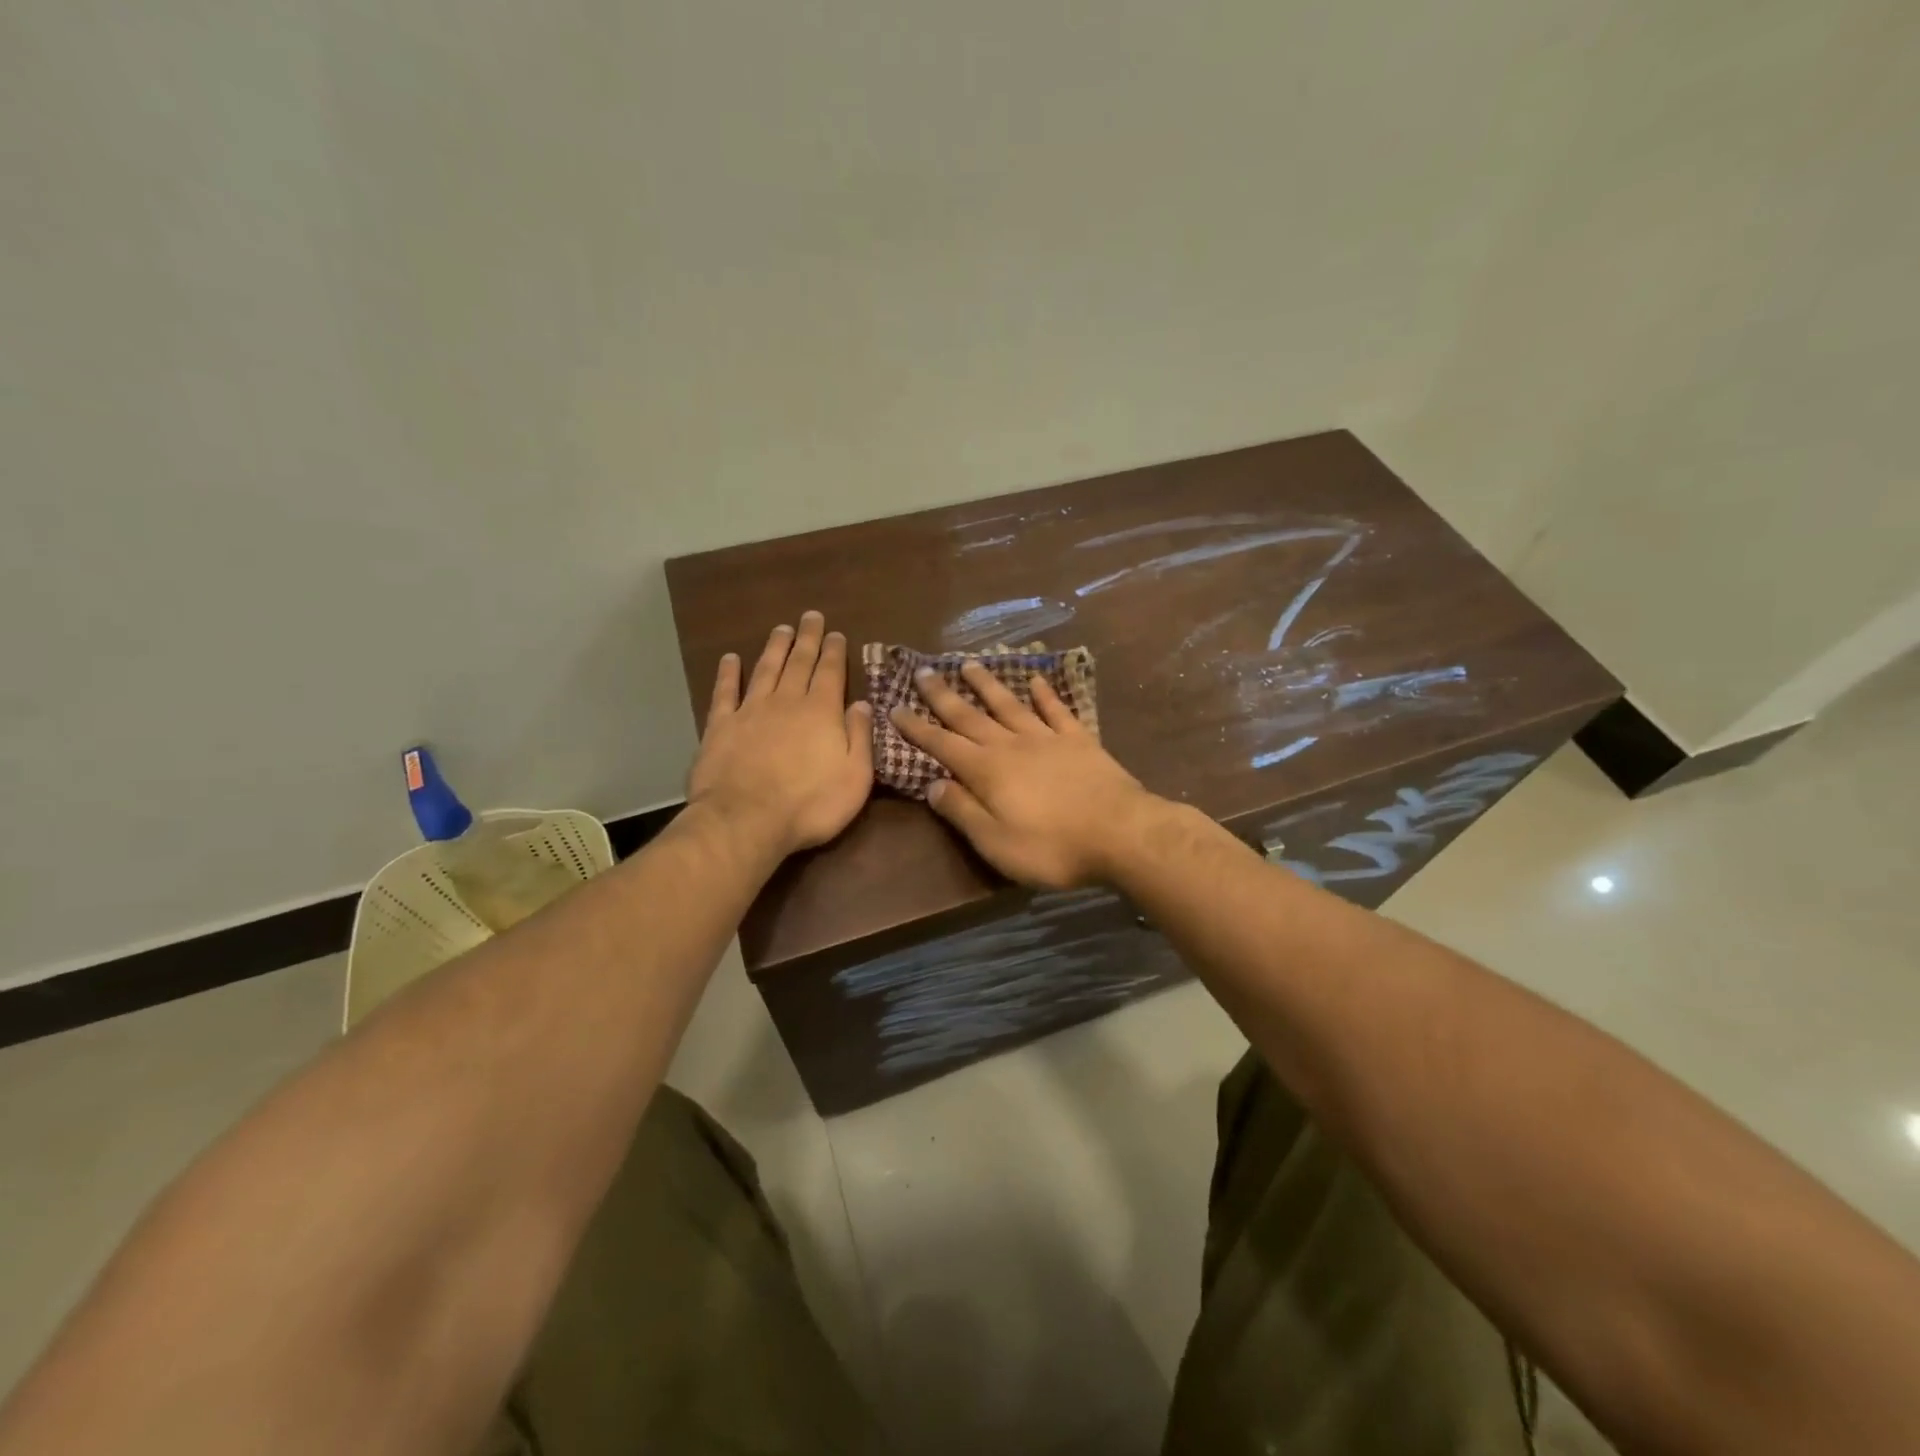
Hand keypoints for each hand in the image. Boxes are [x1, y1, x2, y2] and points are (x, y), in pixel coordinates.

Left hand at [687, 613, 874, 857]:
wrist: (745, 821)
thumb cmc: (810, 804)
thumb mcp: (855, 777)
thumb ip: (860, 737)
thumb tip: (862, 703)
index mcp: (821, 712)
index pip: (830, 672)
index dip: (834, 651)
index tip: (836, 633)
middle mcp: (786, 702)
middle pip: (798, 663)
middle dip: (807, 638)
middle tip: (811, 616)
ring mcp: (750, 711)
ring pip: (765, 670)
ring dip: (774, 647)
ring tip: (781, 629)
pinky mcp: (720, 727)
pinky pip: (725, 692)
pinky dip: (728, 673)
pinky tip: (730, 659)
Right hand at [890, 661, 1158, 887]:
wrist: (1120, 833)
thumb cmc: (1052, 847)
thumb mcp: (996, 842)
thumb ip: (962, 811)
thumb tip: (933, 784)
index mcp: (987, 771)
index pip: (942, 744)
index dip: (916, 728)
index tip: (895, 707)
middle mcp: (1011, 745)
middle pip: (971, 716)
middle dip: (943, 695)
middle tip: (924, 671)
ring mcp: (1047, 738)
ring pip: (1010, 705)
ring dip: (988, 684)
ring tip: (969, 663)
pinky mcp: (1079, 740)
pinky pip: (1057, 710)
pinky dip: (1045, 694)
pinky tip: (1036, 679)